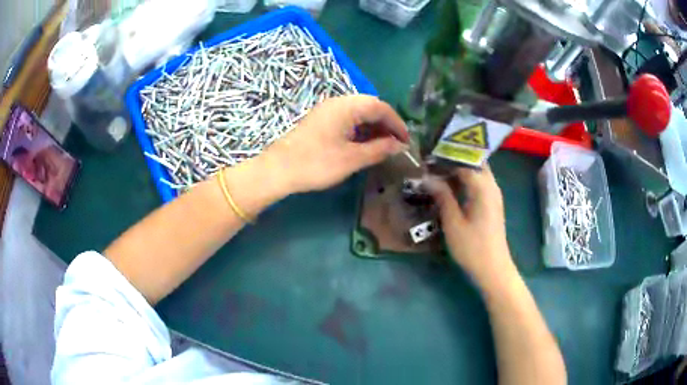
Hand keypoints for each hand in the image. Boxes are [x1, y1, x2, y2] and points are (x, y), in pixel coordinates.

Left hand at [260, 95, 409, 194]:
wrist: (278, 170)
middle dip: (386, 124)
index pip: (381, 107)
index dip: (397, 123)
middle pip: (370, 106)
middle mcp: (338, 102)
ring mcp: (327, 110)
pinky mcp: (321, 120)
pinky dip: (360, 130)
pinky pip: (347, 119)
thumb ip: (379, 149)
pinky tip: (364, 144)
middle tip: (397, 144)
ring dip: (373, 127)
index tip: (407, 141)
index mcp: (347, 106)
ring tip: (384, 146)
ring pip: (358, 113)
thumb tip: (399, 145)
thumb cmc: (317, 163)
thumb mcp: (352, 158)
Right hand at [424, 166, 514, 286]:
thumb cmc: (472, 247)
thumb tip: (427, 177)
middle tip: (434, 161)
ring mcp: (494, 194)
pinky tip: (451, 186)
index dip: (445, 157)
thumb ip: (442, 196)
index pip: (464, 161)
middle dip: (455, 158)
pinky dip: (466, 178)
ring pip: (478, 171)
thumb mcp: (453, 222)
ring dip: (460, 168)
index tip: (427, 157)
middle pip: (474, 161)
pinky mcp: (492, 203)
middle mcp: (491, 186)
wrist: (493, 268)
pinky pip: (479, 182)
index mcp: (483, 187)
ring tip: (438, 170)